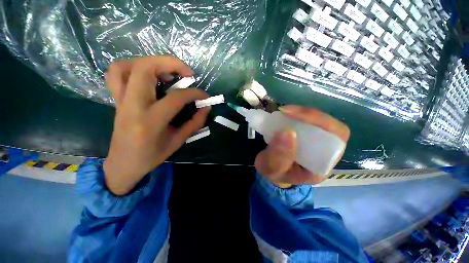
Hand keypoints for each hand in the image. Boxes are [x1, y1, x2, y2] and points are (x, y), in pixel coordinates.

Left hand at [103, 56, 209, 195]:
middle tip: (187, 73)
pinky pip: (116, 73)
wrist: (123, 164)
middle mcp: (132, 105)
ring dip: (150, 62)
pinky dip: (133, 67)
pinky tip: (148, 76)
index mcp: (150, 121)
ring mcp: (121, 100)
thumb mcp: (178, 141)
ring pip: (127, 66)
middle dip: (170, 63)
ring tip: (167, 73)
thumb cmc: (152, 156)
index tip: (205, 95)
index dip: (194, 93)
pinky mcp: (117, 99)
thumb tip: (206, 107)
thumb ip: (194, 123)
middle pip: (145, 69)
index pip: (176, 98)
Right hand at [255, 105, 349, 187]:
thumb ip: (278, 156)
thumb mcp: (272, 168)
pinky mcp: (307, 134)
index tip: (291, 116)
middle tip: (285, 111)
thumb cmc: (274, 172)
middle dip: (308, 115)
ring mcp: (316, 142)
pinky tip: (284, 115)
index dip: (319, 122)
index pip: (335, 139)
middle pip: (329, 126)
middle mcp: (324, 152)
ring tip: (283, 112)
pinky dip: (295, 114)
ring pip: (318, 120)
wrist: (272, 171)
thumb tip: (287, 131)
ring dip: (301, 113)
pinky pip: (306, 120)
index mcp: (322, 165)